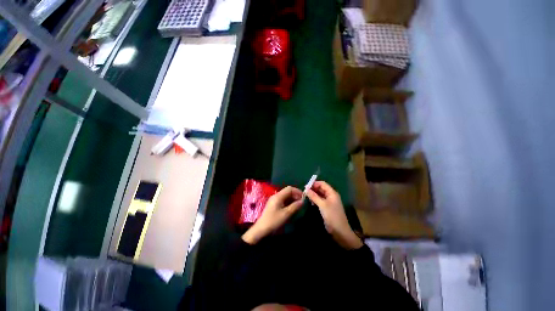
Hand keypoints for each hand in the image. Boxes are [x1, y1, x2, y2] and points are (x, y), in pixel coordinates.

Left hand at [242, 186, 302, 244]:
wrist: (261, 229)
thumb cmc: (274, 221)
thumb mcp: (286, 214)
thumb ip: (295, 206)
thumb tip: (302, 201)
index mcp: (278, 196)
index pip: (289, 189)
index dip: (297, 191)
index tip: (304, 197)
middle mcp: (276, 196)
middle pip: (287, 192)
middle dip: (295, 195)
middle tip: (302, 202)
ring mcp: (274, 200)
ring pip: (285, 196)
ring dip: (292, 199)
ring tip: (298, 206)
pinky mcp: (274, 205)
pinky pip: (283, 200)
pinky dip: (289, 202)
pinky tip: (292, 208)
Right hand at [306, 181, 362, 249]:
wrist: (339, 230)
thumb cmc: (332, 215)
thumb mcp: (322, 205)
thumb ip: (314, 196)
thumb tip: (306, 189)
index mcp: (332, 193)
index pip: (322, 184)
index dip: (314, 183)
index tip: (306, 186)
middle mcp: (331, 195)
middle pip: (321, 188)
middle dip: (313, 189)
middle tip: (304, 191)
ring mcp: (329, 201)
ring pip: (320, 194)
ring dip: (313, 194)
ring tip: (306, 196)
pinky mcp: (327, 207)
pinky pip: (320, 200)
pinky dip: (315, 199)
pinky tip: (310, 202)